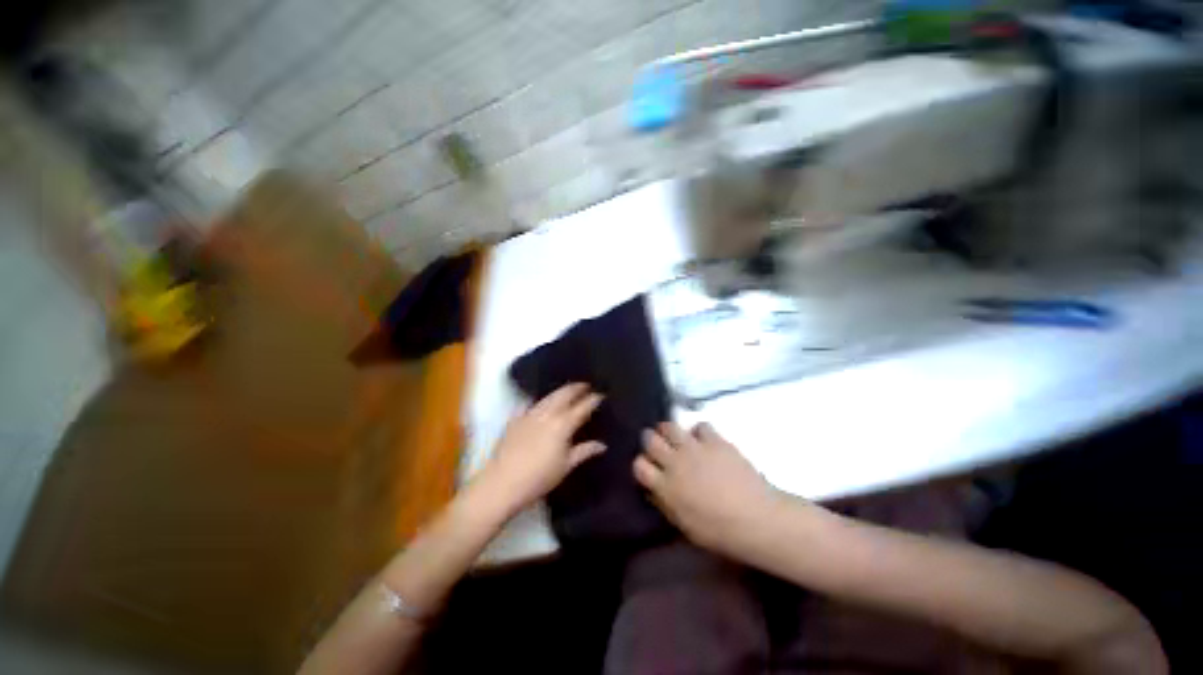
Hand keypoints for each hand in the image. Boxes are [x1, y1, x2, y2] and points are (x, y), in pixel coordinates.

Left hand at [473, 383, 604, 518]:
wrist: (502, 483)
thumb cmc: (539, 478)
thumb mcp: (566, 466)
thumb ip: (584, 451)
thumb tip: (602, 444)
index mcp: (562, 425)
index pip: (582, 407)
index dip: (593, 399)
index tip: (601, 395)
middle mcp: (547, 414)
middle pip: (564, 394)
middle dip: (576, 388)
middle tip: (585, 385)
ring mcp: (529, 414)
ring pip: (548, 397)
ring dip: (559, 392)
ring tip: (567, 390)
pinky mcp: (515, 419)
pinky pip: (531, 405)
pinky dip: (540, 402)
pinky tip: (541, 403)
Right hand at [634, 422, 781, 556]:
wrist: (755, 518)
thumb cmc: (719, 531)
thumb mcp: (684, 524)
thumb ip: (665, 503)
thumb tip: (654, 490)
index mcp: (665, 486)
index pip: (639, 465)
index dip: (641, 464)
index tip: (647, 467)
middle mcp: (675, 461)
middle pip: (649, 439)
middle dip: (649, 439)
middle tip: (657, 445)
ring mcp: (694, 448)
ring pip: (669, 426)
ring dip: (668, 430)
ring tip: (675, 437)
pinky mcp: (714, 440)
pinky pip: (700, 425)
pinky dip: (699, 431)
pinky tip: (704, 440)